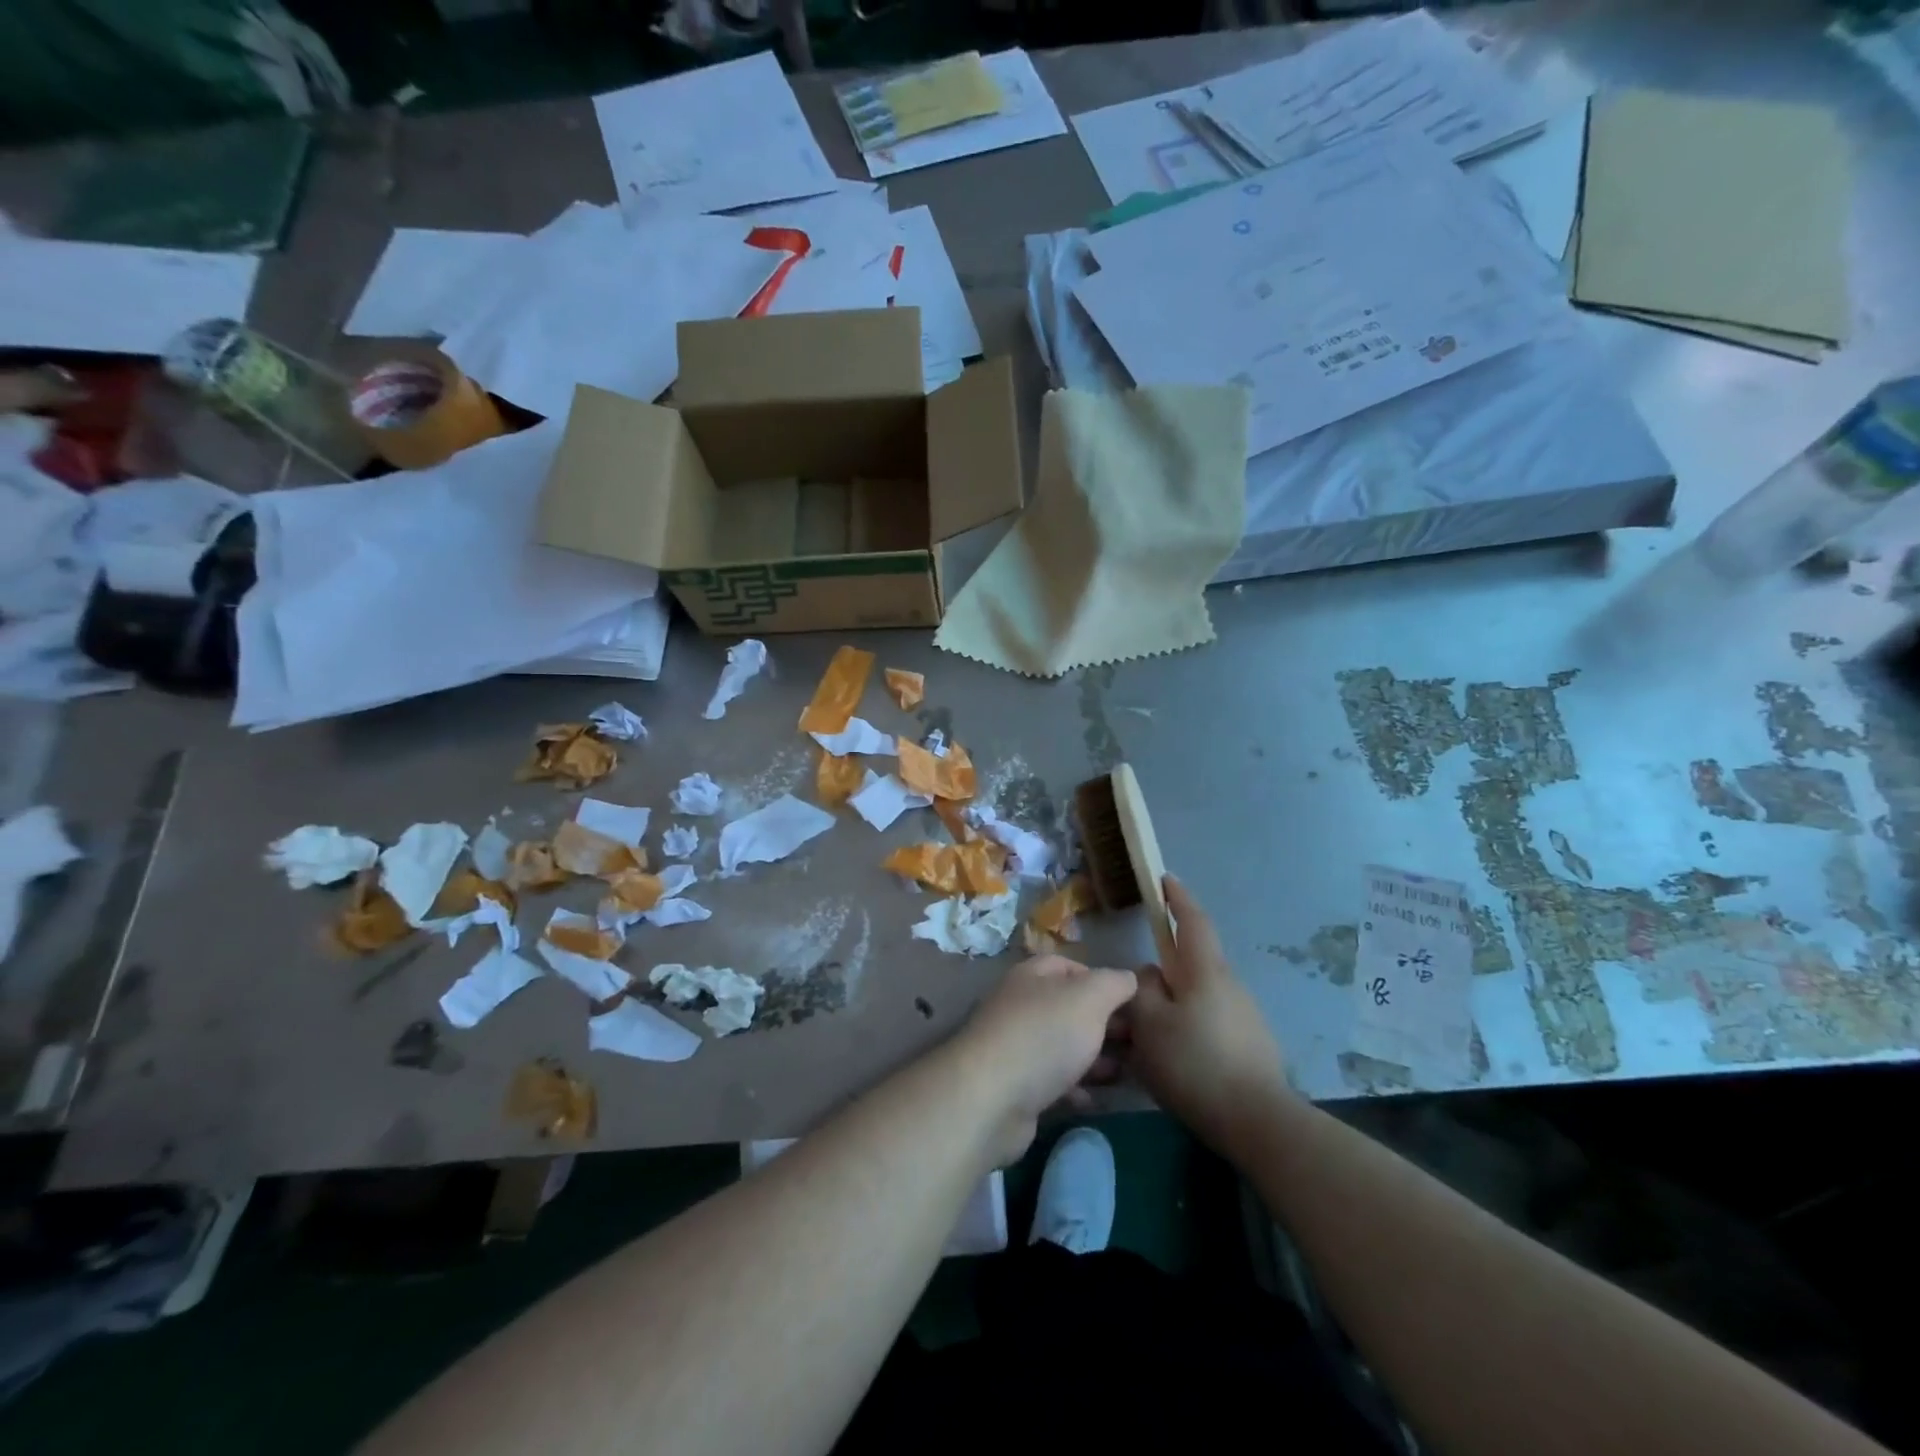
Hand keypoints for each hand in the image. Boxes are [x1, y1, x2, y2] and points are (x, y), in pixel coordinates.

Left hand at [951, 954, 1136, 1166]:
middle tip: (1139, 1041)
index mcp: (1032, 977)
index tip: (1132, 1002)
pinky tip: (1096, 1099)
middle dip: (1104, 1023)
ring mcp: (1016, 1047)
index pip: (1070, 966)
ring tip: (1130, 1072)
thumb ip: (1114, 984)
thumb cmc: (1044, 1035)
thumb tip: (1129, 978)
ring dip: (1094, 1058)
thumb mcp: (1089, 998)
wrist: (992, 1098)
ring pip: (1063, 1046)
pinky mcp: (1016, 1087)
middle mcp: (1021, 1006)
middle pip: (1069, 1008)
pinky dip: (1075, 1088)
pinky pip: (1053, 1081)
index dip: (1101, 980)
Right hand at [1125, 876, 1289, 1152]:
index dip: (1178, 898)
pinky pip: (1209, 1023)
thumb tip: (1149, 976)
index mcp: (1205, 971)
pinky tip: (1175, 1061)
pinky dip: (1188, 1030)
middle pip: (1191, 965)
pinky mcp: (1252, 1046)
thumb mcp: (1150, 1024)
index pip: (1192, 921)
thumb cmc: (1195, 1064)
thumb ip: (1141, 990)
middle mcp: (1230, 985)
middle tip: (1135, 997)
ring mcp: (1245, 1017)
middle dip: (1164, 972)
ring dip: (1174, 1006)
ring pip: (1198, 997)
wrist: (1258, 1122)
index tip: (1165, 879)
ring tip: (1148, 1039)